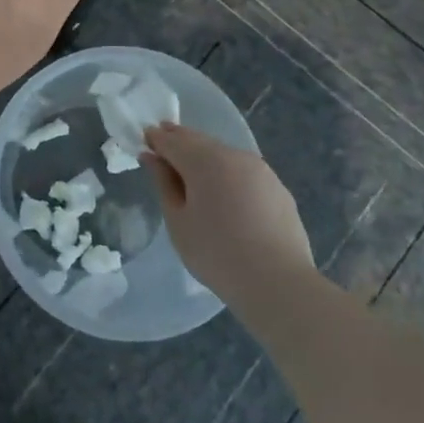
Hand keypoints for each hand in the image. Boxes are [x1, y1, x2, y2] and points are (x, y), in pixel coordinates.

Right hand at [143, 123, 314, 309]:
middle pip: (199, 141)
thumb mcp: (178, 221)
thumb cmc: (217, 254)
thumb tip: (151, 156)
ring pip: (223, 153)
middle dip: (179, 141)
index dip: (156, 139)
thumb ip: (163, 183)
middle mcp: (233, 155)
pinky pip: (243, 170)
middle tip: (163, 147)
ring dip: (204, 155)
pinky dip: (227, 171)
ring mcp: (259, 169)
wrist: (279, 283)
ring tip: (192, 170)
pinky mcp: (277, 186)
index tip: (144, 141)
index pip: (172, 140)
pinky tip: (225, 190)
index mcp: (205, 161)